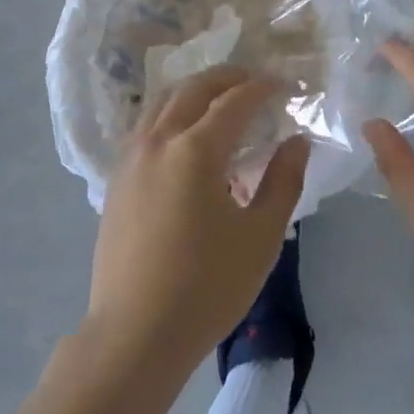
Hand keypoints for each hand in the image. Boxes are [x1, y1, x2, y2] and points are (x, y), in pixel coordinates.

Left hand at [87, 65, 309, 369]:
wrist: (133, 337)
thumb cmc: (205, 288)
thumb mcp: (260, 237)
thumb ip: (283, 181)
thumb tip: (296, 141)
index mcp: (196, 150)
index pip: (235, 100)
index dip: (263, 87)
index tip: (285, 84)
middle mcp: (160, 140)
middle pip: (195, 88)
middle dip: (228, 77)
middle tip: (255, 80)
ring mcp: (132, 157)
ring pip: (164, 100)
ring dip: (196, 89)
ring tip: (220, 98)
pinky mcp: (117, 177)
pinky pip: (146, 123)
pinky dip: (171, 110)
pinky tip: (184, 131)